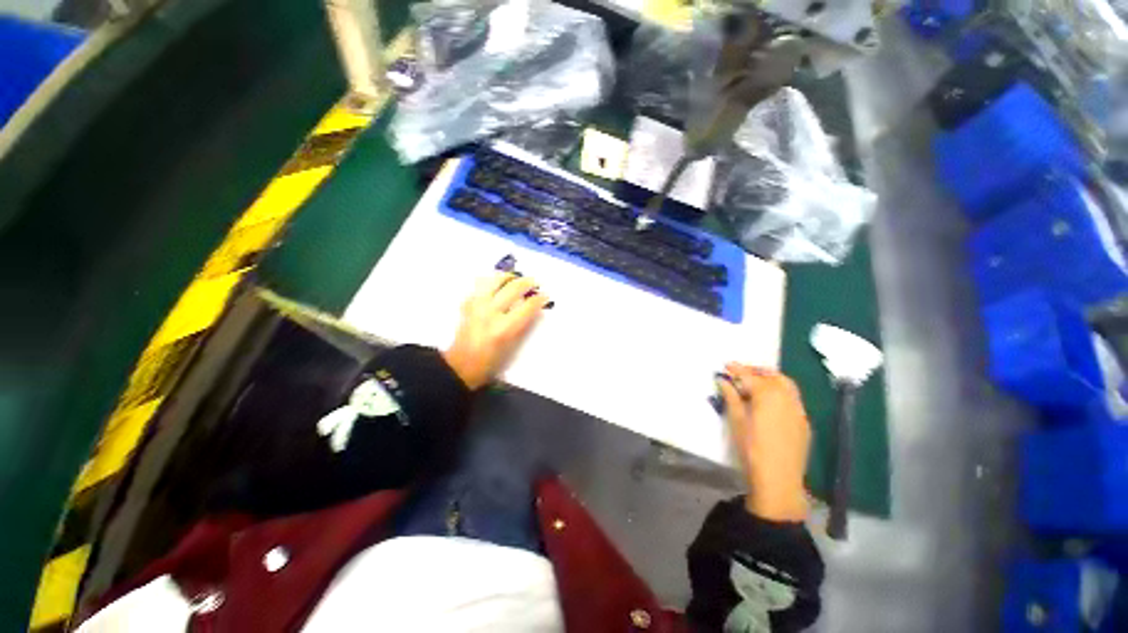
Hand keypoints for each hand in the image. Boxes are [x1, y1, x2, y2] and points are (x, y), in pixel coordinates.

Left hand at [443, 272, 550, 389]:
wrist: (461, 366)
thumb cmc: (490, 363)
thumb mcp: (512, 348)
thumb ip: (523, 327)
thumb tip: (534, 310)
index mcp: (503, 328)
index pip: (527, 306)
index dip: (539, 299)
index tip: (545, 296)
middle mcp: (490, 313)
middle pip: (513, 288)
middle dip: (527, 282)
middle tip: (534, 283)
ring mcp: (477, 306)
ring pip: (494, 280)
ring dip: (507, 277)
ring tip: (515, 279)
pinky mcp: (467, 305)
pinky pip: (480, 286)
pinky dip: (491, 283)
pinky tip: (496, 287)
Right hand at [717, 364, 811, 522]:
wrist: (778, 480)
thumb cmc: (752, 448)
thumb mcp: (736, 421)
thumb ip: (731, 397)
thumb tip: (724, 380)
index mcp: (769, 396)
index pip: (751, 376)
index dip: (738, 369)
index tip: (726, 364)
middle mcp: (788, 399)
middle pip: (773, 376)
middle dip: (757, 371)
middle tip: (742, 372)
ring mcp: (799, 411)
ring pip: (787, 386)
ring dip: (771, 379)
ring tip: (756, 383)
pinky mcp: (804, 423)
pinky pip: (793, 399)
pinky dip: (781, 392)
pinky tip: (770, 402)